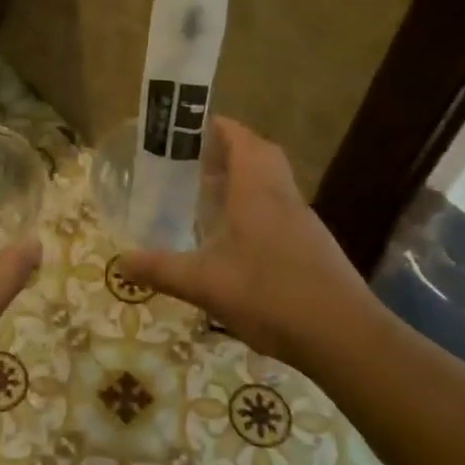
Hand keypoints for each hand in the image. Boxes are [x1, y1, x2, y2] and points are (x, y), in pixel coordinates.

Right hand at [119, 118, 382, 365]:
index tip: (192, 126)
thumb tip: (119, 262)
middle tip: (196, 161)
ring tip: (208, 196)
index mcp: (258, 191)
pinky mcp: (313, 248)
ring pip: (272, 184)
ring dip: (244, 181)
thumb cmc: (270, 296)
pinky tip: (234, 240)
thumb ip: (161, 269)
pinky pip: (280, 211)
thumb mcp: (204, 284)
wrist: (345, 338)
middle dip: (230, 151)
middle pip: (261, 156)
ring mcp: (303, 223)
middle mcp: (283, 197)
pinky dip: (256, 210)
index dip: (219, 127)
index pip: (242, 140)